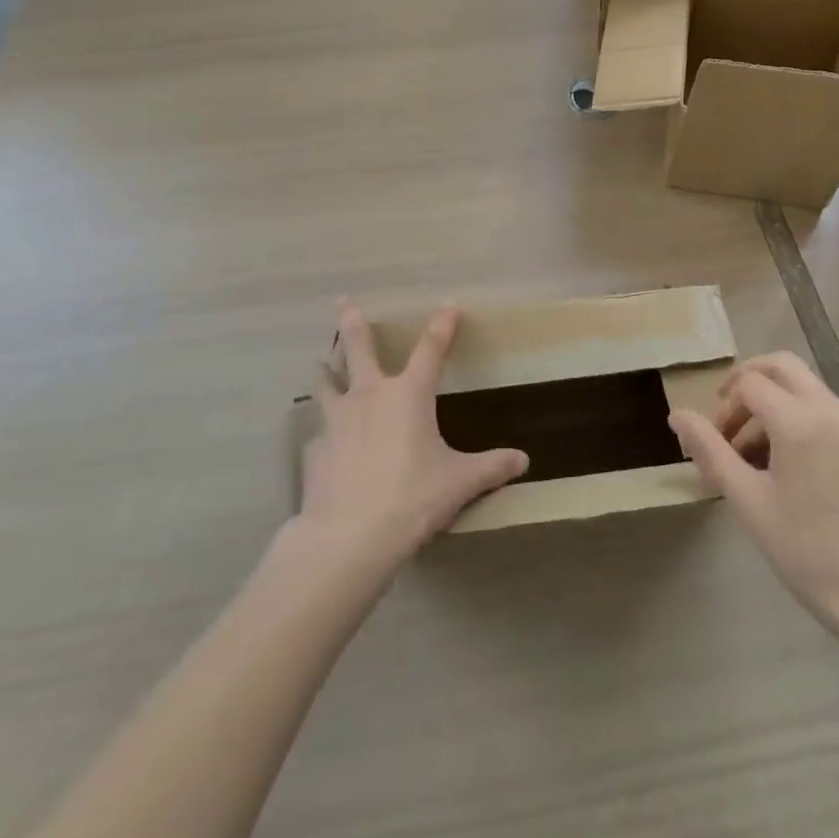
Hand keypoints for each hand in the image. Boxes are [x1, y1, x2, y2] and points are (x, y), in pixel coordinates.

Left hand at [298, 302, 528, 568]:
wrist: (349, 536)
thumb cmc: (413, 498)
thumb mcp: (459, 483)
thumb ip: (491, 468)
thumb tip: (523, 460)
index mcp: (409, 395)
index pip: (431, 349)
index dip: (442, 325)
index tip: (449, 306)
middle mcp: (370, 396)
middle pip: (358, 348)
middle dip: (353, 322)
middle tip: (344, 302)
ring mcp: (337, 420)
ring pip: (327, 382)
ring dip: (326, 370)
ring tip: (321, 363)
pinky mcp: (315, 449)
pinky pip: (319, 431)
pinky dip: (324, 431)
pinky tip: (325, 444)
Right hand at [669, 352, 838, 649]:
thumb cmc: (806, 551)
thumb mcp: (747, 500)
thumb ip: (710, 450)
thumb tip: (677, 415)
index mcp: (800, 420)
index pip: (749, 384)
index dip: (724, 407)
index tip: (714, 444)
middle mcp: (831, 410)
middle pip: (782, 366)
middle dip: (748, 382)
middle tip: (728, 417)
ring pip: (806, 387)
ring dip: (774, 403)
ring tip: (755, 453)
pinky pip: (826, 411)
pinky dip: (800, 418)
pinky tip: (790, 466)